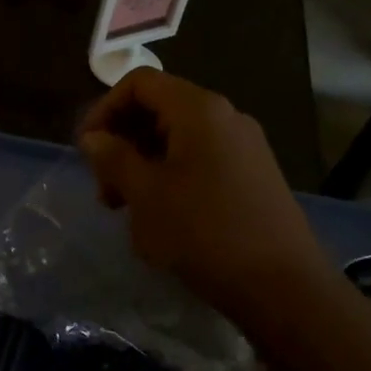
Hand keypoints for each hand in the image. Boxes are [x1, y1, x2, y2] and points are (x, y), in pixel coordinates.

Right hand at [77, 70, 330, 310]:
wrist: (284, 288)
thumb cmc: (204, 232)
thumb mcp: (145, 194)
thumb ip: (113, 158)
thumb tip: (93, 137)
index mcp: (199, 110)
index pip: (139, 83)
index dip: (104, 109)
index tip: (87, 149)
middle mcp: (225, 117)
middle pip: (159, 108)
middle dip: (122, 141)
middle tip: (104, 187)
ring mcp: (244, 147)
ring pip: (177, 138)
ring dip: (142, 163)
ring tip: (126, 207)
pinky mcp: (253, 176)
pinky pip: (200, 160)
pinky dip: (170, 176)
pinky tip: (161, 216)